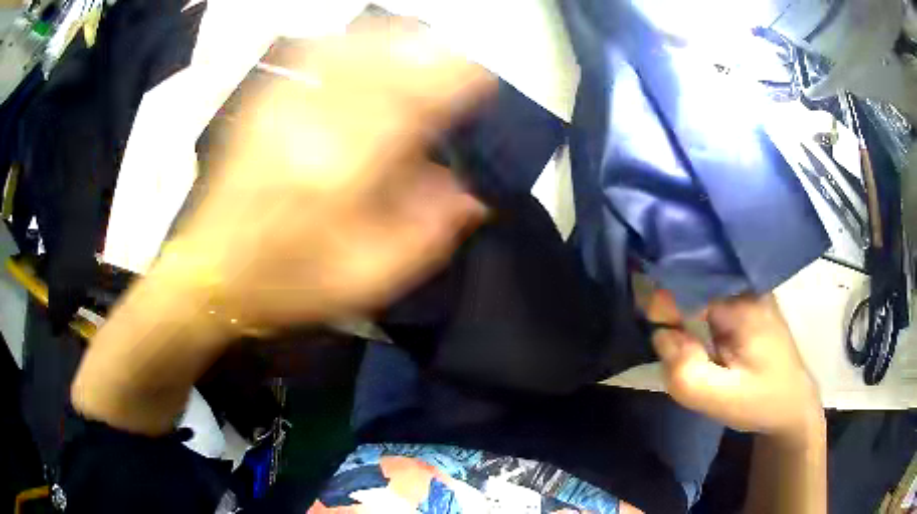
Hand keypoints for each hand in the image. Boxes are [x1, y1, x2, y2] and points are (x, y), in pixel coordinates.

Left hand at [160, 24, 493, 329]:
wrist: (211, 276)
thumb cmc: (288, 285)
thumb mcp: (366, 279)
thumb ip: (425, 234)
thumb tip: (470, 194)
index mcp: (343, 172)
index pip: (414, 102)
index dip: (456, 79)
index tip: (482, 75)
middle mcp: (312, 125)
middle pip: (382, 60)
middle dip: (427, 51)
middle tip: (455, 56)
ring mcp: (281, 109)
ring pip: (346, 47)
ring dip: (389, 40)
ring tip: (415, 43)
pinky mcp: (261, 107)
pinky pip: (310, 55)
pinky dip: (346, 43)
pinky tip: (359, 48)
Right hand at [649, 291, 822, 445]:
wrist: (793, 403)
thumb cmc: (761, 401)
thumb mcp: (721, 399)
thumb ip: (685, 371)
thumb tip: (661, 334)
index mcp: (744, 304)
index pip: (690, 283)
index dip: (663, 302)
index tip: (653, 328)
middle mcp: (747, 286)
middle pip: (695, 278)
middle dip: (671, 305)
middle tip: (667, 343)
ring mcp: (749, 290)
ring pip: (702, 285)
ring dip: (683, 308)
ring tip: (682, 342)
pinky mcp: (747, 301)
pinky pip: (711, 294)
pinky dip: (695, 310)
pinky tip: (695, 336)